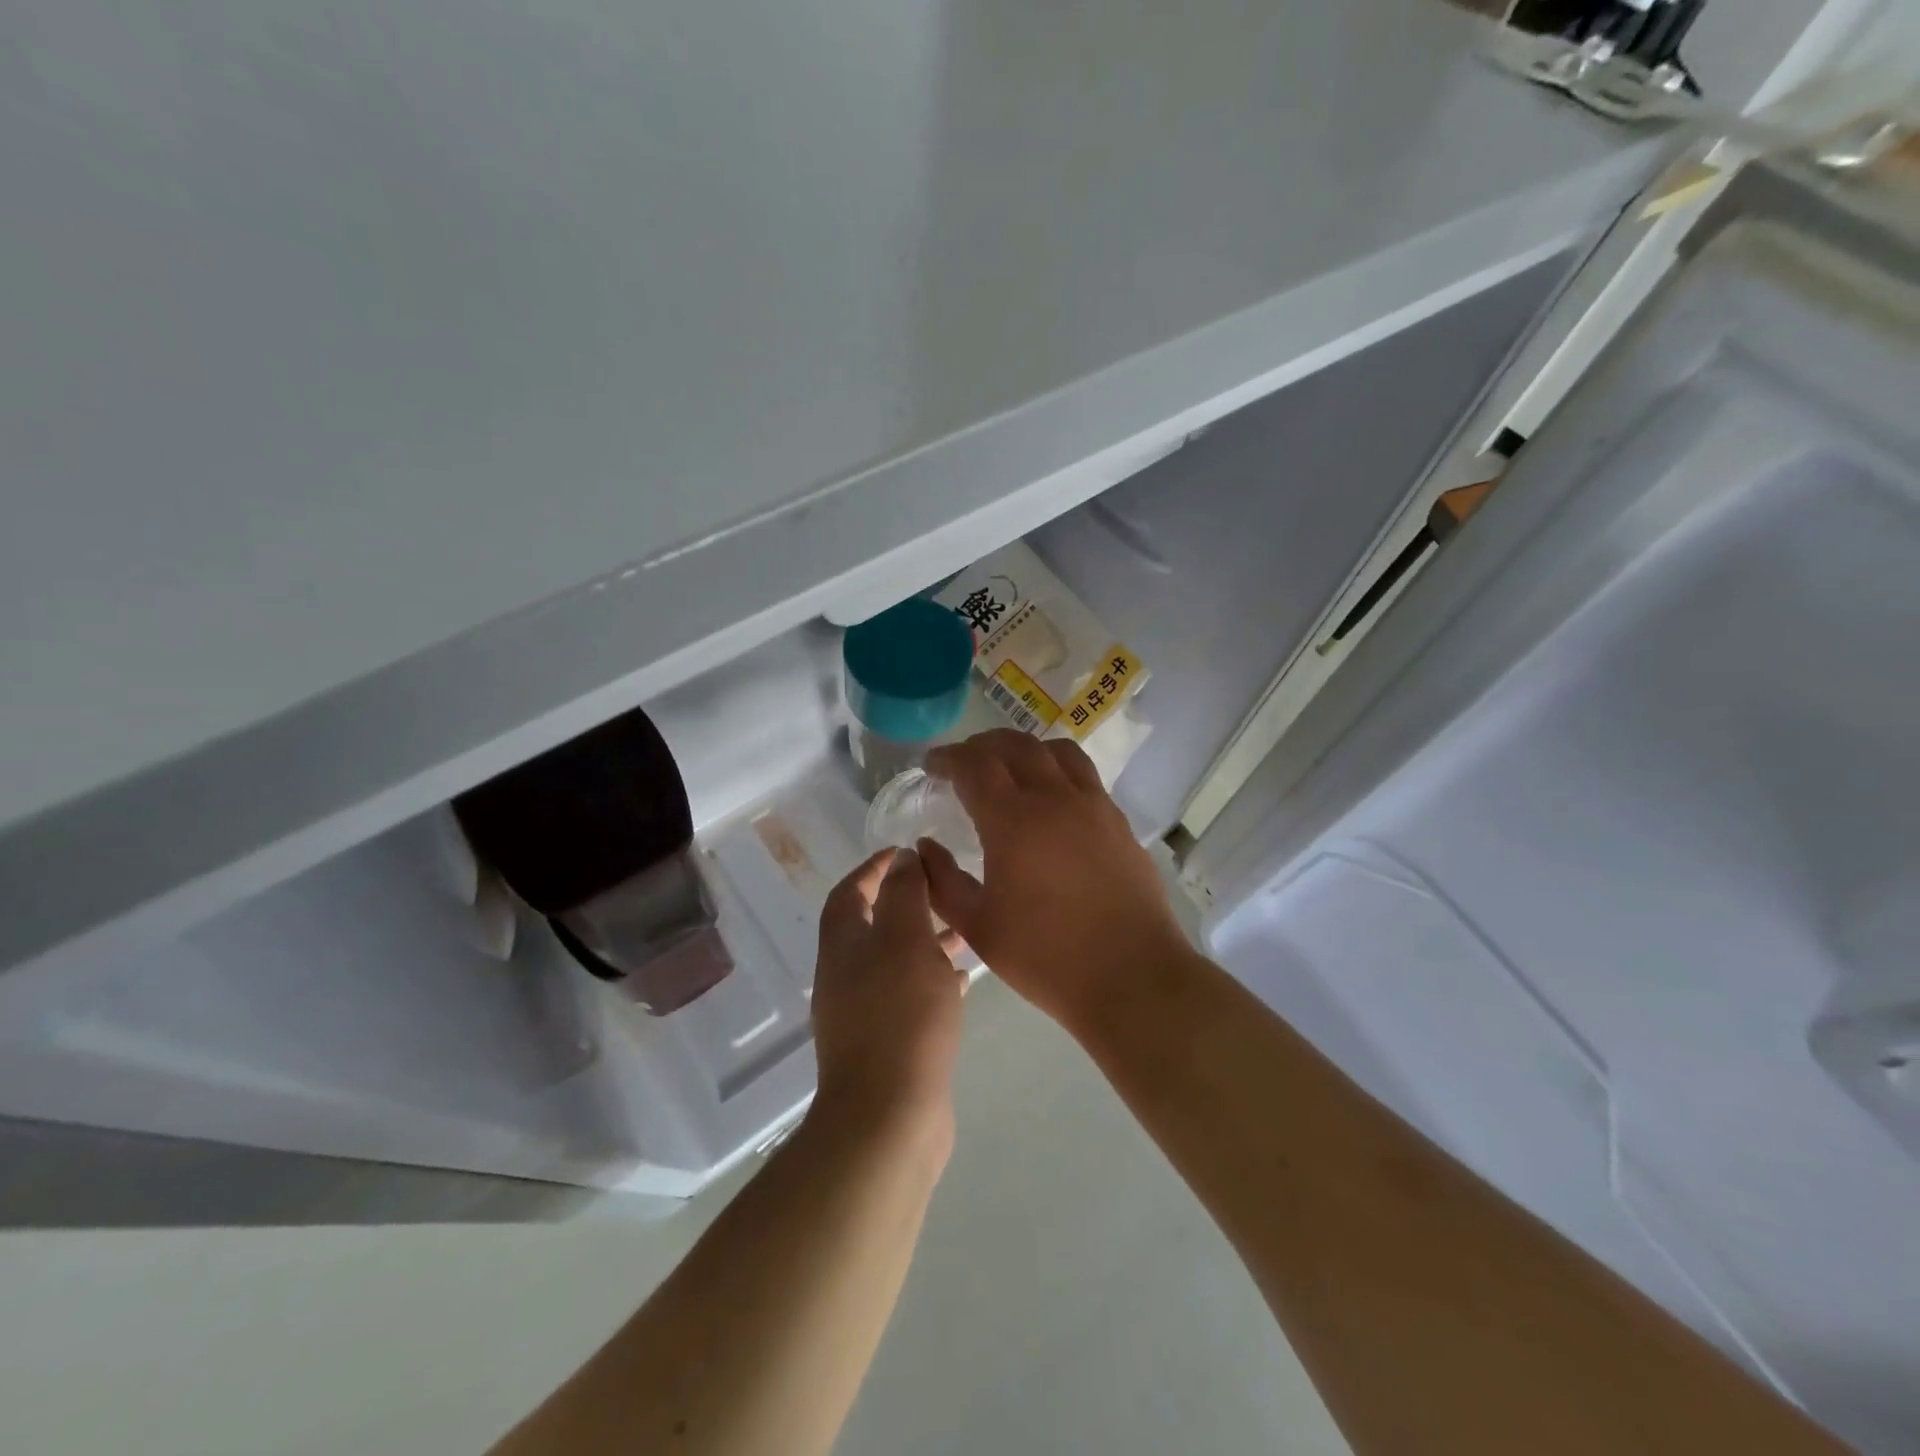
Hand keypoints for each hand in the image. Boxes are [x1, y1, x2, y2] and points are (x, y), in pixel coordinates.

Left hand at [809, 849, 965, 1148]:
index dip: (873, 868)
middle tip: (943, 890)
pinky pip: (909, 997)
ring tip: (962, 931)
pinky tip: (963, 980)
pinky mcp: (887, 1044)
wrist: (889, 1118)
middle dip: (906, 903)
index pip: (850, 892)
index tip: (906, 852)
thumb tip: (901, 859)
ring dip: (924, 941)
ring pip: (895, 962)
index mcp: (842, 947)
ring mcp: (864, 1015)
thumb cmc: (900, 1016)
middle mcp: (845, 977)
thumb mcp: (906, 940)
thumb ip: (904, 894)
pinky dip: (932, 980)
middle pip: (872, 926)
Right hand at [920, 730, 1191, 1031]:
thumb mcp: (977, 926)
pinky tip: (1050, 798)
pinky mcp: (1118, 821)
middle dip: (981, 745)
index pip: (973, 765)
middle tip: (962, 763)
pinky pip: (1083, 774)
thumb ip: (942, 881)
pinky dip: (1056, 768)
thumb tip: (926, 846)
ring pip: (1055, 751)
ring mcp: (1093, 805)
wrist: (1131, 976)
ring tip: (1008, 768)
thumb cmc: (1045, 956)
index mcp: (1013, 821)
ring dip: (1024, 749)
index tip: (931, 766)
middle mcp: (1054, 798)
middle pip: (1015, 745)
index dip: (947, 758)